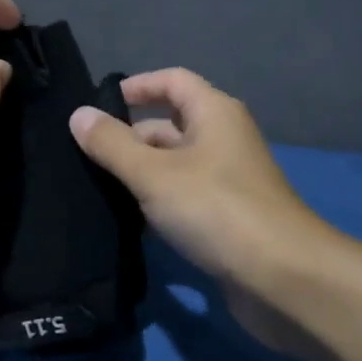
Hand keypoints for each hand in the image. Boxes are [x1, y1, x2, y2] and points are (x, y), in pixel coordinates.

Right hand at [69, 69, 329, 322]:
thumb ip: (112, 144)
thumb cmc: (216, 209)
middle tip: (84, 156)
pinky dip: (157, 204)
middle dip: (129, 137)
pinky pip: (183, 198)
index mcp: (214, 113)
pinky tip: (128, 222)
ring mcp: (227, 181)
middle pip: (169, 124)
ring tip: (95, 188)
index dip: (137, 86)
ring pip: (173, 165)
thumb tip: (78, 115)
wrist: (283, 279)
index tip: (99, 106)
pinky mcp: (226, 218)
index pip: (172, 81)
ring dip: (139, 174)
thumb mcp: (153, 173)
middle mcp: (223, 139)